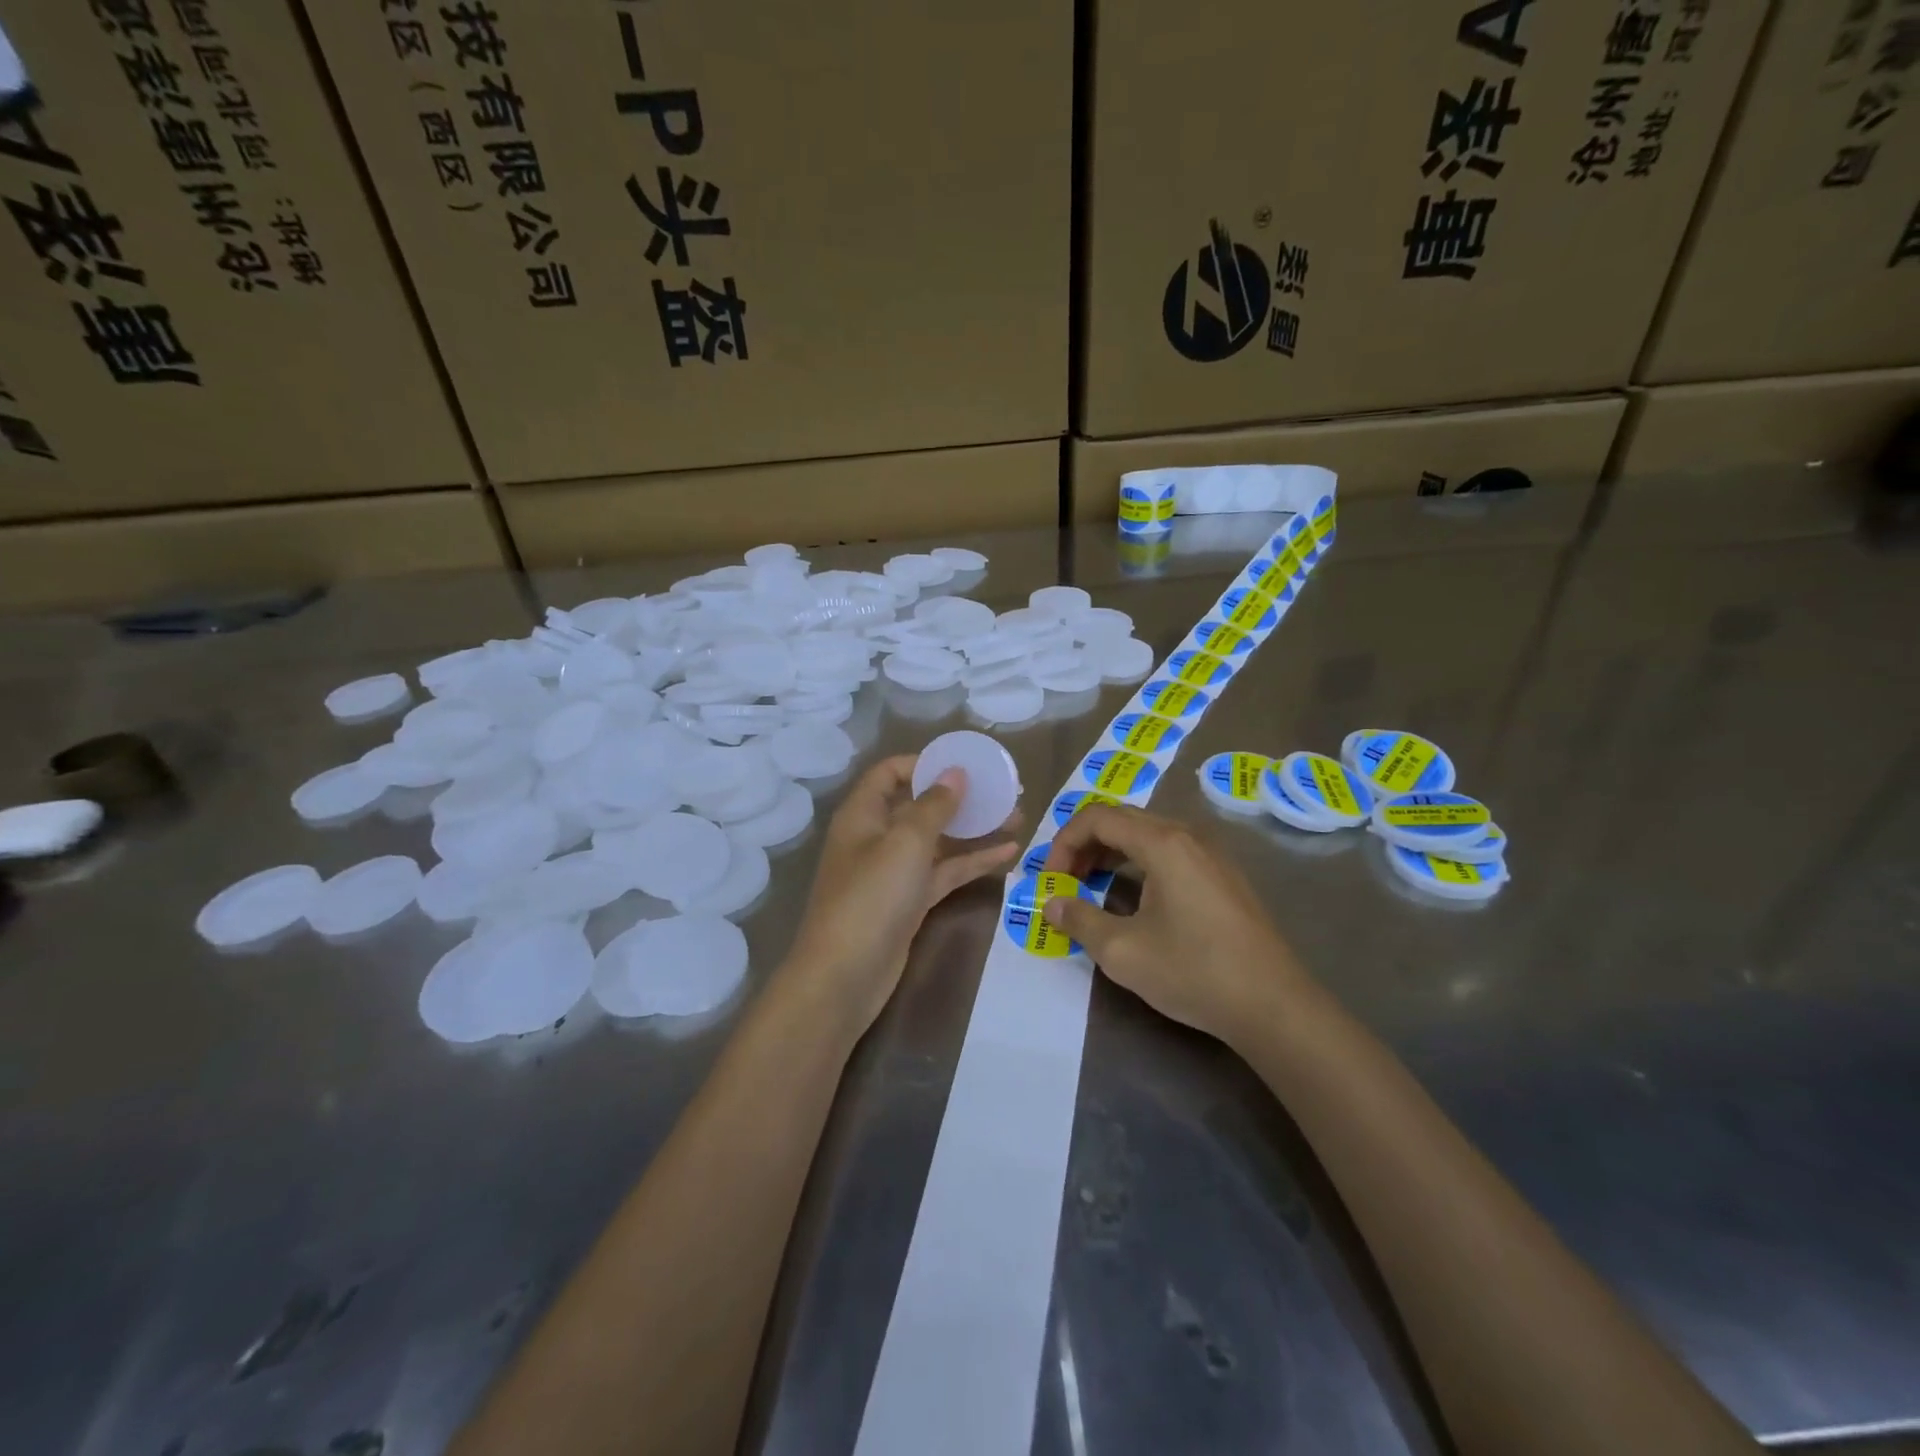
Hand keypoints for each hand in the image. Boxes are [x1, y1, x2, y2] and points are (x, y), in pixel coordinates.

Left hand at [786, 754, 1019, 1033]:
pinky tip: (1009, 853)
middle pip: (920, 805)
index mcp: (863, 814)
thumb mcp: (905, 843)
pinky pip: (944, 872)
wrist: (844, 977)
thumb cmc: (871, 897)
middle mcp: (876, 837)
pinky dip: (972, 862)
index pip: (890, 773)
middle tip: (1003, 790)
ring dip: (974, 828)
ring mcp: (894, 872)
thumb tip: (955, 773)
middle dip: (960, 797)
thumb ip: (934, 805)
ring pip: (938, 840)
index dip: (924, 764)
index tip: (964, 764)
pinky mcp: (909, 902)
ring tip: (1018, 816)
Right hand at [1040, 804, 1308, 1048]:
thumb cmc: (1194, 972)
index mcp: (1163, 842)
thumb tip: (1051, 903)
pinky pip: (1170, 853)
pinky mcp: (1224, 877)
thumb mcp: (1122, 951)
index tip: (1051, 880)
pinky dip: (1138, 864)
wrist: (1275, 1006)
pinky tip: (1132, 900)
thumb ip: (1079, 920)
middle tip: (1065, 883)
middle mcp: (1188, 836)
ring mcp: (1211, 855)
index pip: (1098, 817)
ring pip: (1147, 836)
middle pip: (1122, 820)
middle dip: (1085, 846)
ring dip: (1111, 854)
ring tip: (1090, 889)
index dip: (1064, 842)